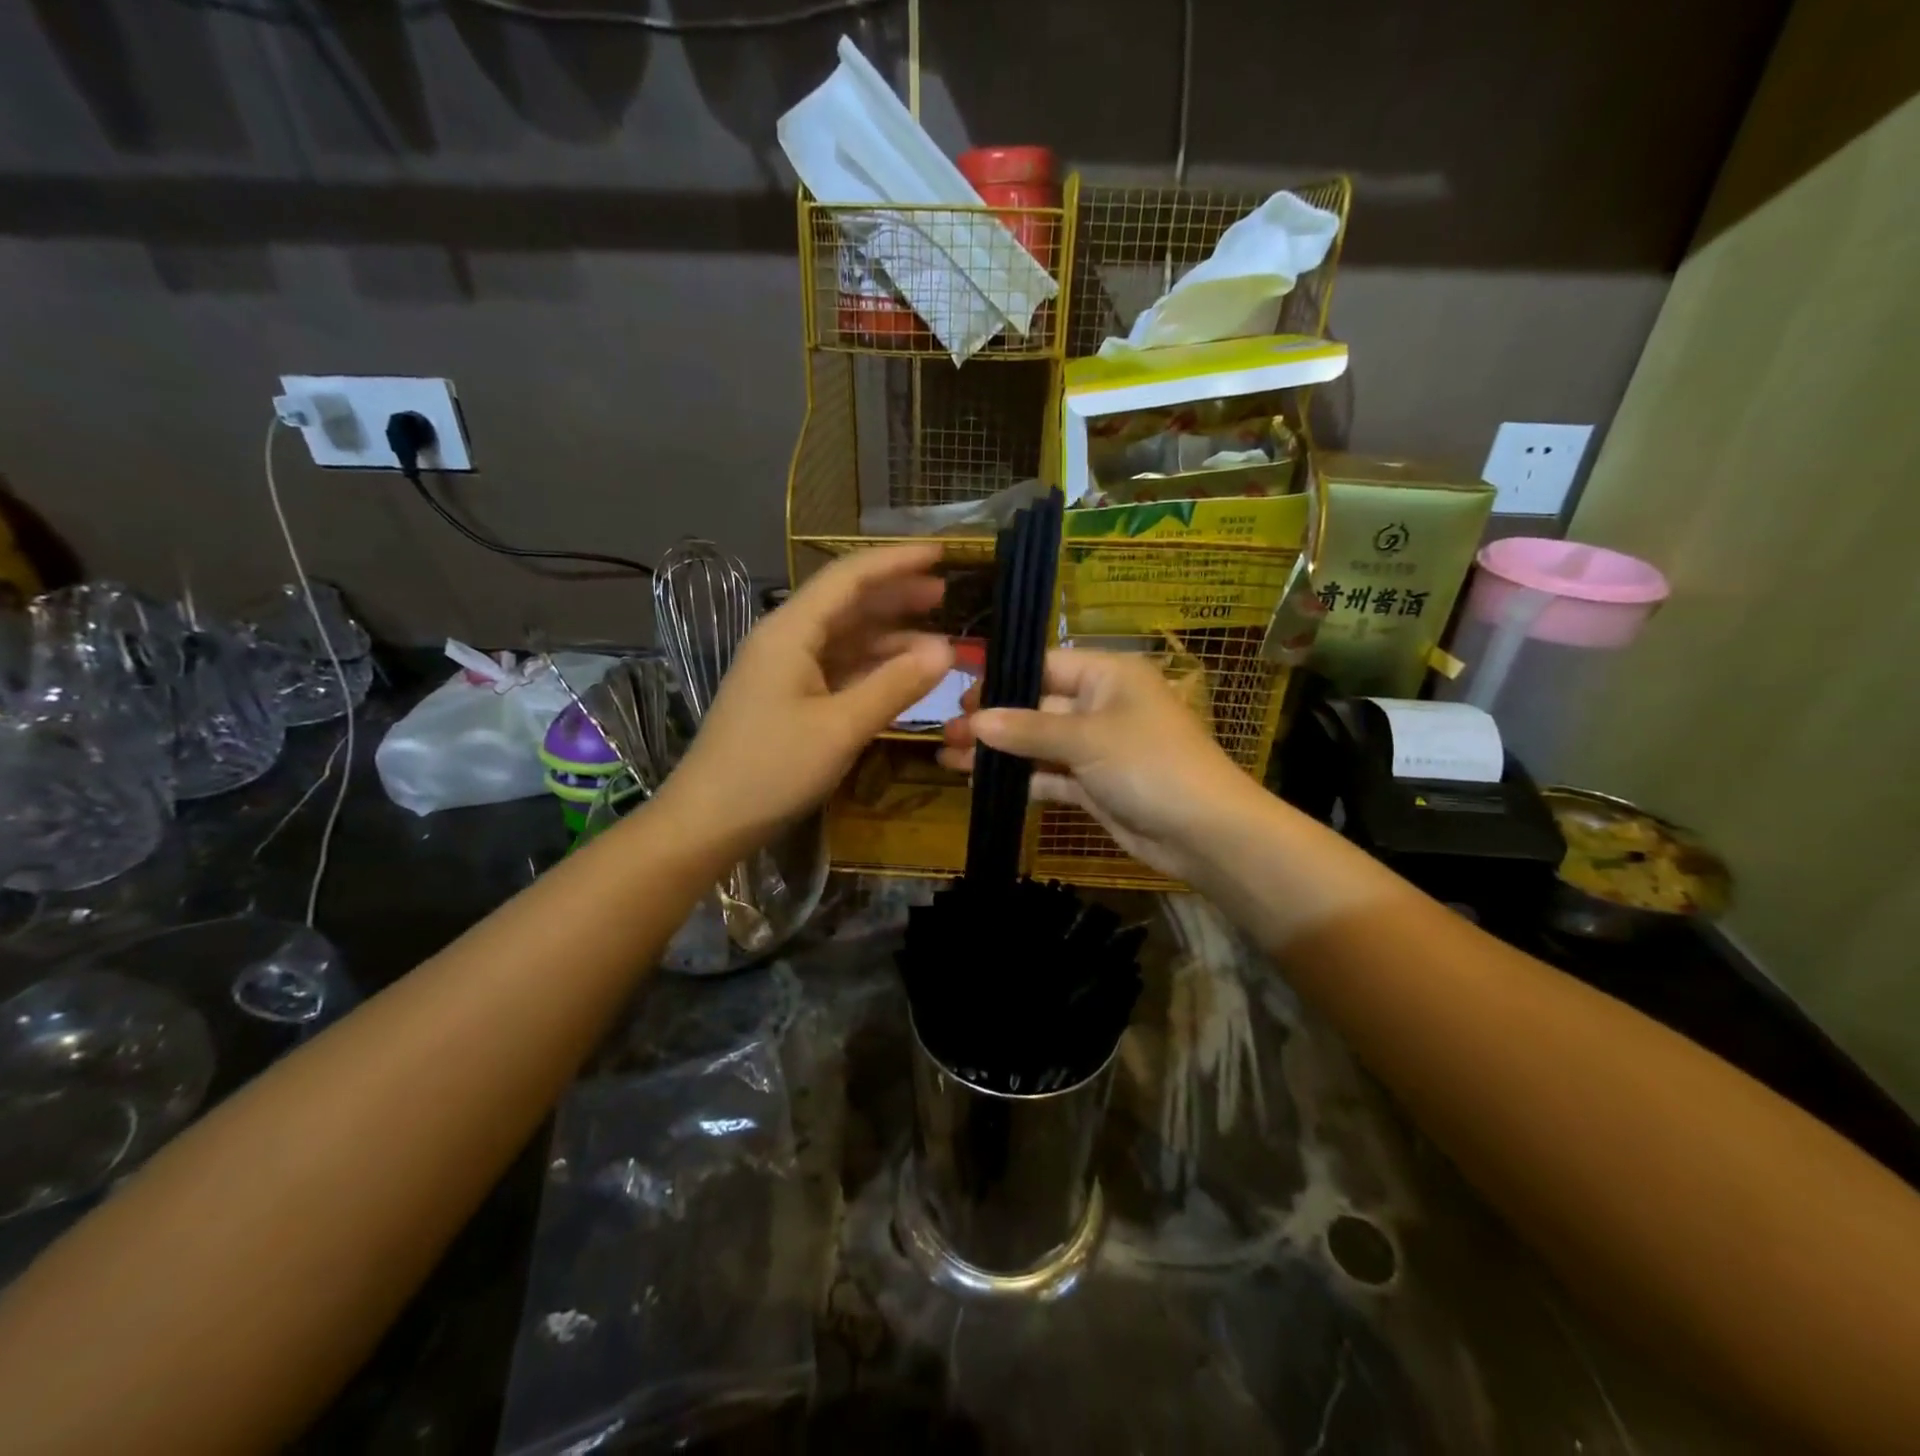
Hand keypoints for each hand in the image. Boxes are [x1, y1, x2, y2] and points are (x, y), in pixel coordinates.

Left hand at [661, 544, 952, 847]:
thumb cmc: (770, 769)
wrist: (707, 821)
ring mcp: (785, 671)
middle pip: (847, 604)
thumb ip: (895, 685)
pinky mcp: (787, 699)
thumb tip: (947, 650)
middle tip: (945, 596)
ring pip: (844, 638)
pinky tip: (901, 675)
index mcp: (790, 631)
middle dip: (896, 596)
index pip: (849, 577)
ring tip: (936, 638)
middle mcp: (785, 640)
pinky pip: (837, 669)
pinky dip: (871, 668)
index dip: (896, 561)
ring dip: (889, 636)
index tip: (941, 554)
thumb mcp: (841, 728)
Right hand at [939, 648, 1251, 881]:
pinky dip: (1021, 779)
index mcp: (1108, 675)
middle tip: (945, 732)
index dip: (1003, 680)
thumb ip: (1027, 729)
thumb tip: (974, 721)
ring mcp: (1098, 748)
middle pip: (1036, 707)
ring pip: (1039, 744)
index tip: (960, 696)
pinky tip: (980, 782)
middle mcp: (1101, 705)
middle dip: (992, 721)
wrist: (1204, 833)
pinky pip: (1050, 775)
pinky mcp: (1094, 785)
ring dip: (998, 752)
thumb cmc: (1149, 764)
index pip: (1045, 666)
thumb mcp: (1086, 739)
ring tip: (948, 758)